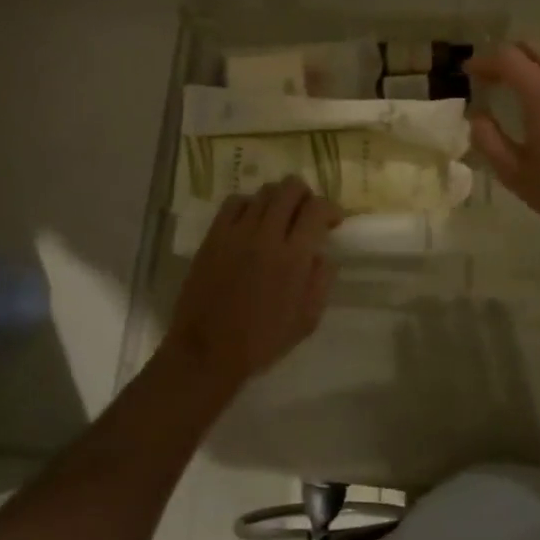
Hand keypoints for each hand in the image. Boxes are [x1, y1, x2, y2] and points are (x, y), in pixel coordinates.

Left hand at [164, 177, 341, 386]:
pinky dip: (249, 205)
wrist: (207, 351)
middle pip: (290, 188)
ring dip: (278, 199)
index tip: (332, 221)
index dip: (331, 208)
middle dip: (306, 195)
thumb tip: (324, 254)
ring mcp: (236, 232)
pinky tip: (251, 222)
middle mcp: (266, 235)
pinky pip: (234, 202)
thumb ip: (321, 281)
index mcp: (293, 257)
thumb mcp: (307, 320)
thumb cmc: (262, 341)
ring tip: (279, 218)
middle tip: (307, 214)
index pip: (317, 209)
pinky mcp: (214, 235)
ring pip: (264, 191)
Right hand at [467, 41, 539, 252]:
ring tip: (520, 86)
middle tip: (491, 78)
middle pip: (533, 46)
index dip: (483, 61)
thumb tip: (477, 116)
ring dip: (534, 61)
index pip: (506, 58)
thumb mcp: (515, 173)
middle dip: (507, 56)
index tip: (468, 73)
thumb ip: (488, 140)